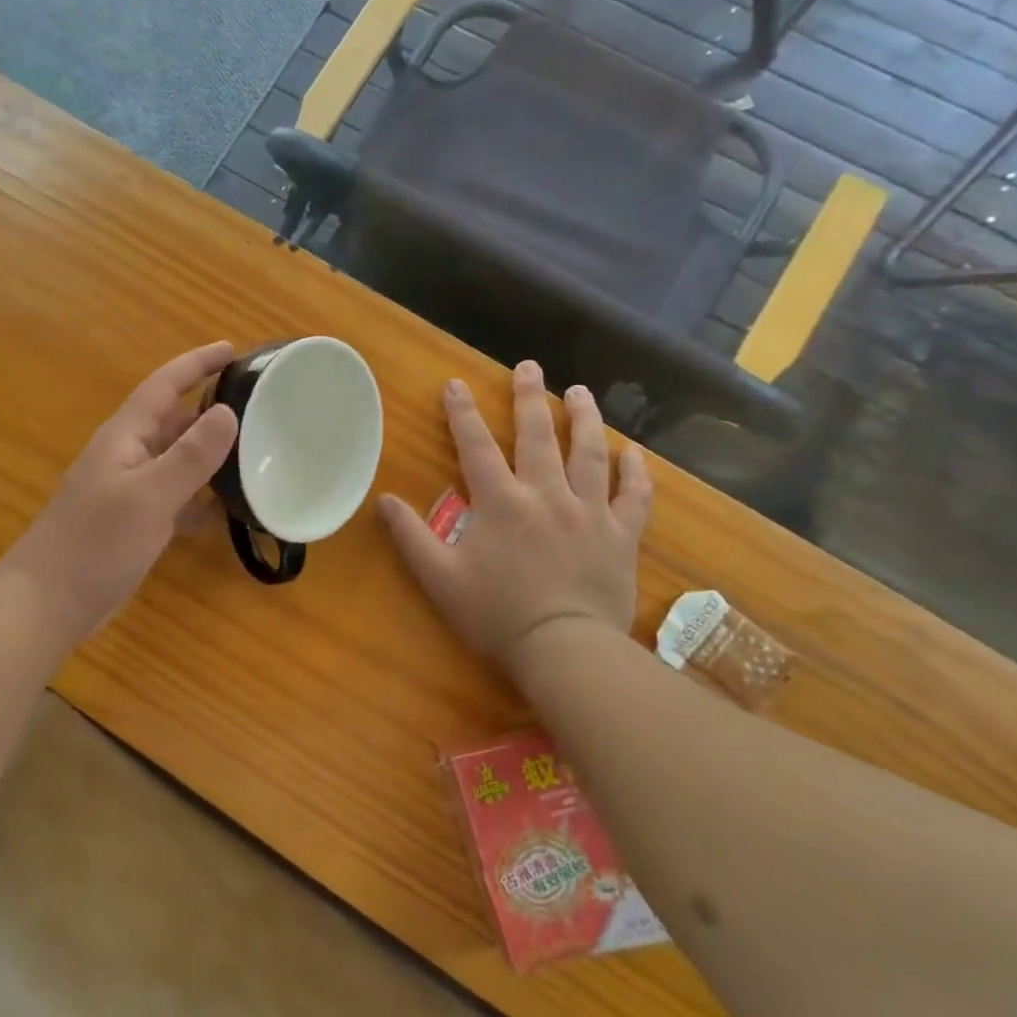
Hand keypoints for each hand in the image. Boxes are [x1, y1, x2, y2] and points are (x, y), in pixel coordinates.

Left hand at [2, 342, 238, 640]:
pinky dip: (202, 500)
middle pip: (174, 421)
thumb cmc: (96, 542)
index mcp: (125, 436)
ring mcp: (130, 492)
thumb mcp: (149, 496)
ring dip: (212, 456)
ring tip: (257, 453)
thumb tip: (228, 412)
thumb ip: (190, 456)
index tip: (233, 349)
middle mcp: (128, 456)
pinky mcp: (135, 524)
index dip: (197, 364)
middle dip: (211, 408)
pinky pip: (177, 500)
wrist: (49, 603)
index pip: (164, 386)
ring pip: (178, 462)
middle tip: (258, 404)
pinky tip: (232, 510)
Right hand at [377, 362, 651, 677]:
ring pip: (589, 454)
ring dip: (584, 419)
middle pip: (538, 435)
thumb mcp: (438, 577)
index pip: (475, 446)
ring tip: (580, 392)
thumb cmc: (495, 613)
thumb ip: (410, 535)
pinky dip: (634, 472)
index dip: (462, 413)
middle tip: (530, 366)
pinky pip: (632, 495)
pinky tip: (634, 452)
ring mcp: (589, 512)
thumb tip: (382, 499)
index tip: (455, 383)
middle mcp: (546, 494)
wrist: (565, 650)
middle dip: (530, 398)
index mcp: (500, 501)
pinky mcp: (621, 535)